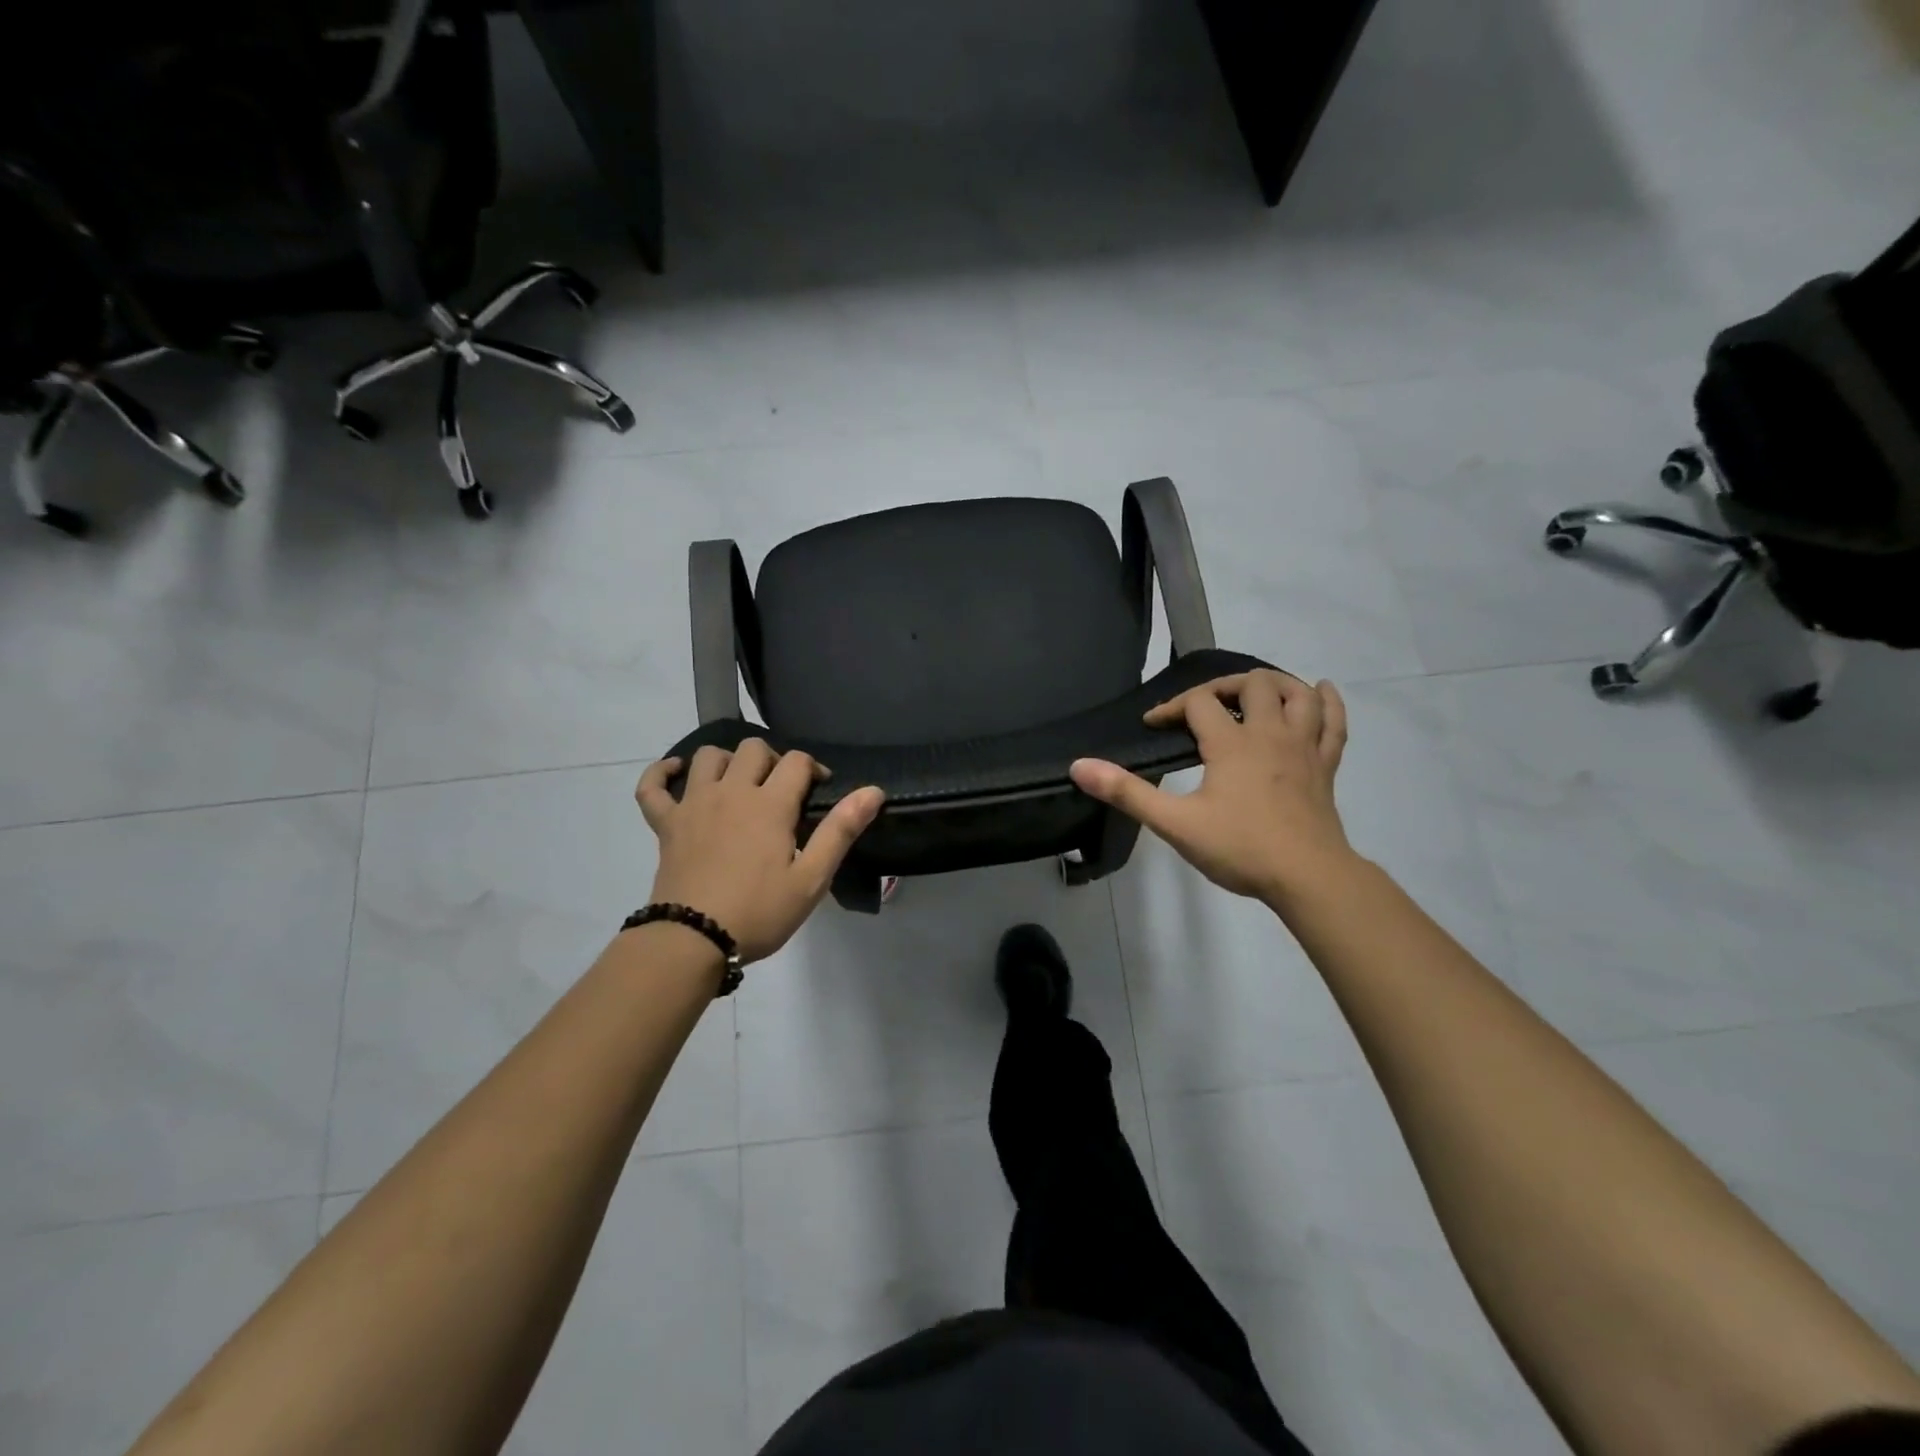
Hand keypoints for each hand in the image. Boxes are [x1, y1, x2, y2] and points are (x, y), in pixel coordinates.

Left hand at [636, 742, 884, 962]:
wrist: (692, 940)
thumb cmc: (759, 912)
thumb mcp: (812, 878)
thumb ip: (841, 830)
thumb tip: (873, 791)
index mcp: (770, 805)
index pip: (796, 762)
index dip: (814, 768)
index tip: (820, 789)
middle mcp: (731, 792)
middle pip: (752, 749)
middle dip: (773, 760)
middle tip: (781, 790)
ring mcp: (693, 804)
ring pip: (707, 757)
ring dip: (727, 761)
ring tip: (738, 783)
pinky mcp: (665, 824)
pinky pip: (652, 786)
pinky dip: (661, 773)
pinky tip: (676, 772)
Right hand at [1070, 670, 1352, 904]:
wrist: (1308, 878)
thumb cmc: (1240, 848)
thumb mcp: (1175, 823)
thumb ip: (1127, 793)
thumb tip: (1079, 766)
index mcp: (1231, 743)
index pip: (1198, 703)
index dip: (1171, 707)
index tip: (1153, 724)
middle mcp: (1270, 733)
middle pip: (1252, 684)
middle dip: (1223, 686)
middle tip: (1203, 708)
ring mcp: (1303, 747)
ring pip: (1297, 694)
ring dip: (1275, 684)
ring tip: (1254, 693)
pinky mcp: (1326, 766)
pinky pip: (1334, 722)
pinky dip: (1328, 702)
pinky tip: (1319, 692)